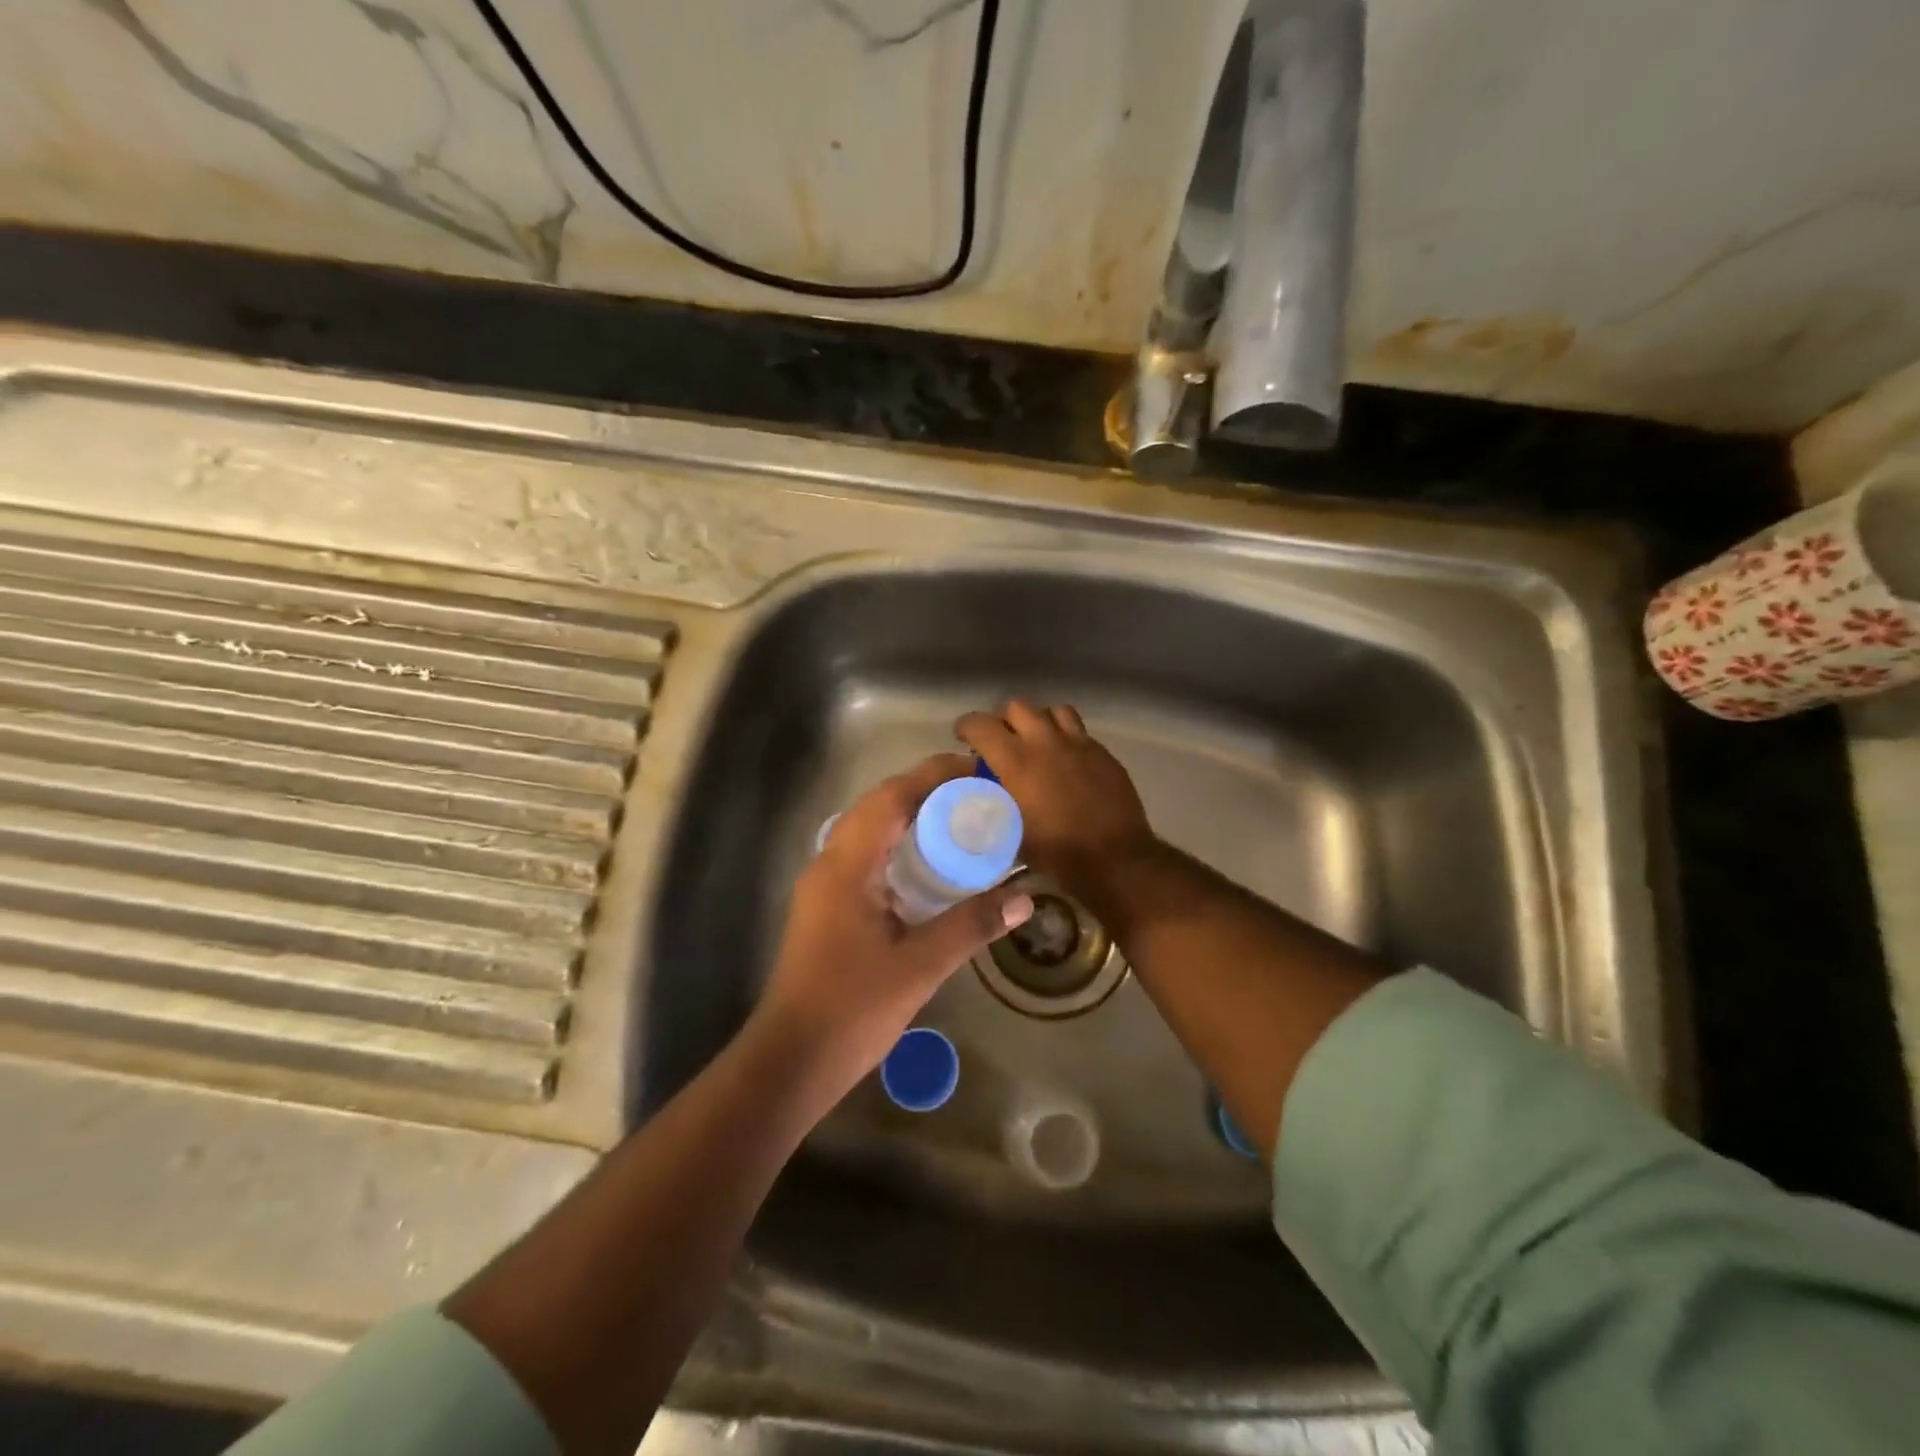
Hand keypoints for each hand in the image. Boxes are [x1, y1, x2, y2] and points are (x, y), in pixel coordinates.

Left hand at [752, 753, 1034, 1106]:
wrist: (791, 1062)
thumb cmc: (852, 1011)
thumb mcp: (920, 967)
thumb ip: (972, 925)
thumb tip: (1025, 896)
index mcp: (847, 866)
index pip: (891, 798)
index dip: (933, 775)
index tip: (977, 769)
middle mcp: (830, 863)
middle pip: (879, 806)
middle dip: (926, 791)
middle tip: (977, 795)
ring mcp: (825, 886)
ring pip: (870, 831)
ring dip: (911, 817)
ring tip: (961, 820)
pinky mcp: (828, 907)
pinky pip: (868, 857)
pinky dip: (900, 847)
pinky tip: (932, 868)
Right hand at [955, 702, 1159, 904]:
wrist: (1114, 859)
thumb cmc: (1056, 852)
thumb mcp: (1010, 830)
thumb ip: (991, 801)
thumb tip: (979, 788)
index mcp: (1016, 761)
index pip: (980, 724)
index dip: (966, 727)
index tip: (962, 737)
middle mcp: (1045, 741)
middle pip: (1017, 706)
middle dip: (1002, 720)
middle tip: (1000, 740)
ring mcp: (1078, 743)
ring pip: (1052, 710)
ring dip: (1038, 720)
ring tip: (1035, 740)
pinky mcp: (1102, 752)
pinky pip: (1078, 730)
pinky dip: (1065, 736)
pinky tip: (1064, 758)